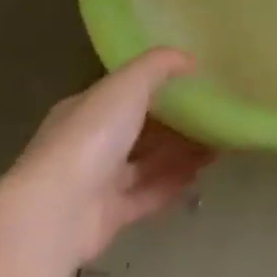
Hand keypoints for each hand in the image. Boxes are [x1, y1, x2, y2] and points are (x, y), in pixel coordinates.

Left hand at [9, 48, 215, 263]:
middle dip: (176, 123)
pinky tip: (201, 173)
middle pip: (139, 130)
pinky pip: (148, 194)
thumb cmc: (91, 135)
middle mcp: (89, 144)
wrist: (57, 210)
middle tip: (214, 115)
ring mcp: (97, 183)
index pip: (124, 93)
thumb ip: (159, 65)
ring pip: (147, 163)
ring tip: (219, 143)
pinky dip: (173, 184)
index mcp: (86, 109)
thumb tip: (189, 59)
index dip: (159, 87)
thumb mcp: (128, 83)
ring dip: (181, 153)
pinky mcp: (109, 217)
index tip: (195, 83)